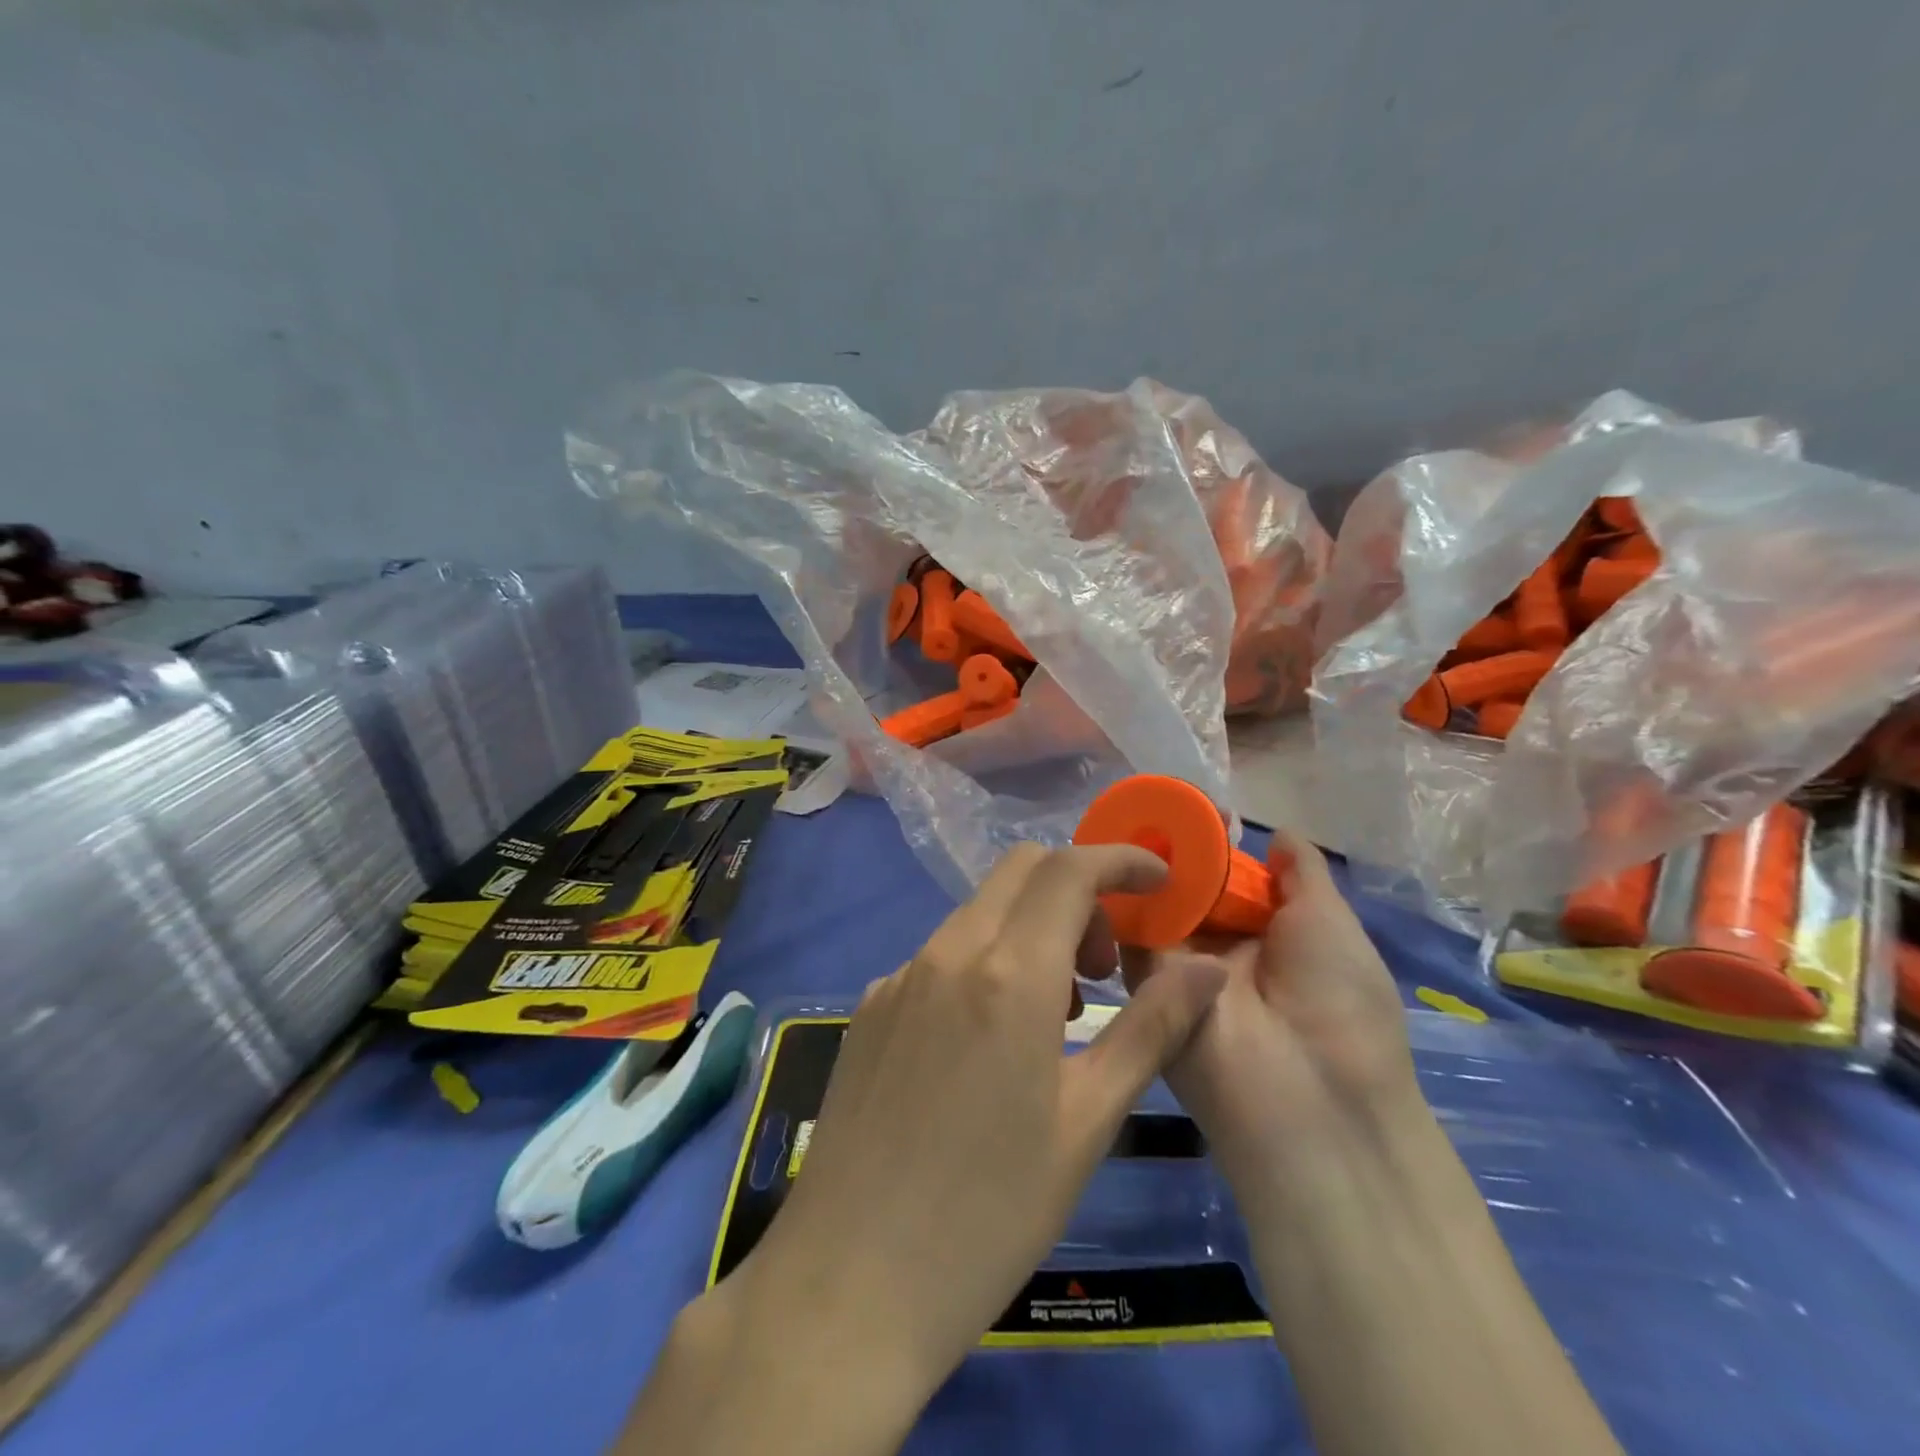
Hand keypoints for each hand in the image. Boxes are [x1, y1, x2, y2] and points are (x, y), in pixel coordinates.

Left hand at [631, 843, 1226, 1455]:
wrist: (847, 1283)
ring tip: (1059, 1010)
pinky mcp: (869, 1006)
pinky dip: (984, 961)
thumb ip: (1151, 1029)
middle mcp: (946, 953)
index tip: (1160, 882)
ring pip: (979, 912)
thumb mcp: (1088, 1123)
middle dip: (1078, 891)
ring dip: (1030, 928)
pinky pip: (939, 955)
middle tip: (1107, 963)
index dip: (1121, 860)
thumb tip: (1206, 968)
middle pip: (1020, 871)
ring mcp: (898, 976)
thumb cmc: (988, 1214)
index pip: (1069, 870)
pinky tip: (989, 1040)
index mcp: (1007, 973)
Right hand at [1127, 830, 1422, 1220]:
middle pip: (1189, 892)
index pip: (1230, 881)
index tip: (1188, 810)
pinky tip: (1111, 863)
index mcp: (1269, 936)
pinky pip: (1132, 938)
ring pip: (1157, 910)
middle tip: (1146, 811)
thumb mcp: (1331, 923)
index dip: (1211, 847)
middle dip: (1171, 854)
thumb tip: (1278, 831)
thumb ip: (1302, 873)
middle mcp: (1222, 950)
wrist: (1311, 1100)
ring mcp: (1183, 970)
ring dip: (1145, 874)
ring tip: (1126, 826)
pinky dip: (1122, 903)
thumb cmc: (1339, 1003)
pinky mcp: (1148, 988)